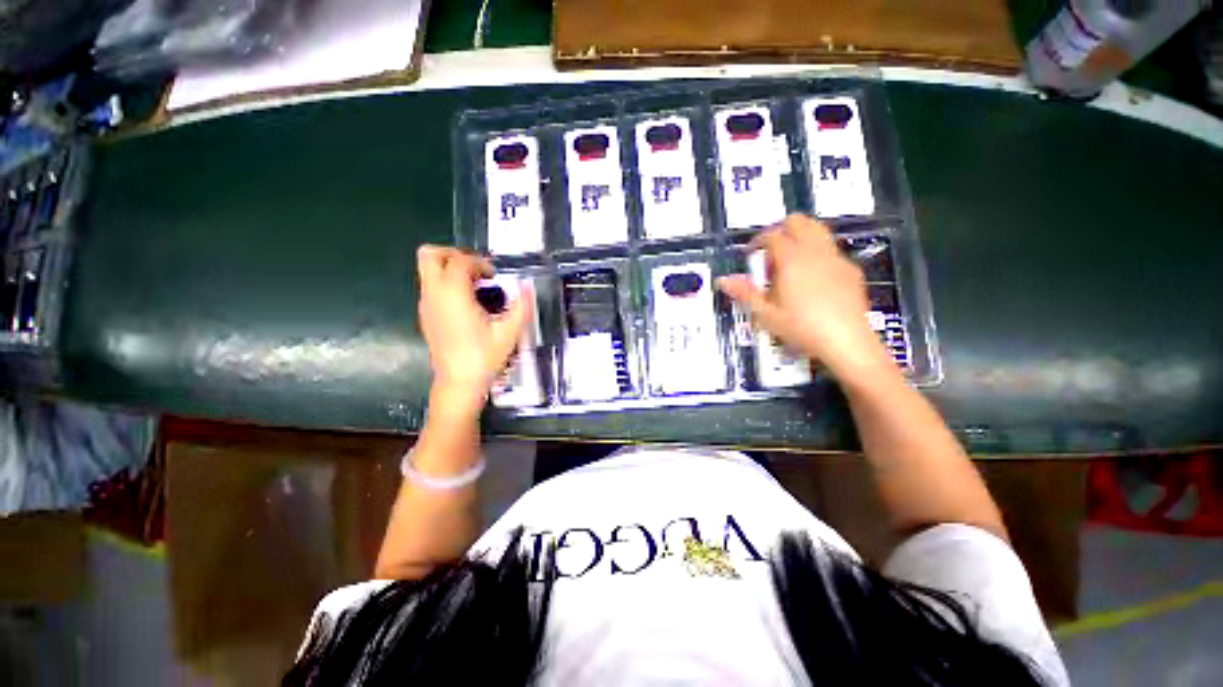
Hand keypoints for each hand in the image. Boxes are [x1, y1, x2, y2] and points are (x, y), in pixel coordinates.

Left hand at [416, 245, 531, 411]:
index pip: (460, 260)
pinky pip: (432, 286)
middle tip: (477, 269)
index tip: (495, 276)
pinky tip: (469, 304)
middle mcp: (434, 294)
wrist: (458, 383)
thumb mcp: (509, 332)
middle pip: (430, 255)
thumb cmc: (483, 357)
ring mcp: (426, 305)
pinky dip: (448, 284)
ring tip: (476, 287)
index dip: (480, 262)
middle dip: (454, 254)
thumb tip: (529, 286)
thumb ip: (521, 306)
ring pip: (428, 270)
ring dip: (451, 269)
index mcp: (453, 294)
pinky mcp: (426, 315)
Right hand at [716, 215, 894, 381]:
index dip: (757, 240)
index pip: (773, 235)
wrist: (847, 341)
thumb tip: (723, 280)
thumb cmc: (801, 328)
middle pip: (799, 222)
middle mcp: (815, 252)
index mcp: (792, 260)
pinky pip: (830, 250)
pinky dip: (816, 254)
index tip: (749, 254)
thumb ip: (744, 293)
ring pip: (818, 230)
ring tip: (789, 263)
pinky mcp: (850, 269)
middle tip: (769, 253)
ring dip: (800, 237)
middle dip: (780, 230)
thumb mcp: (766, 314)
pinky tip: (812, 279)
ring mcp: (836, 259)